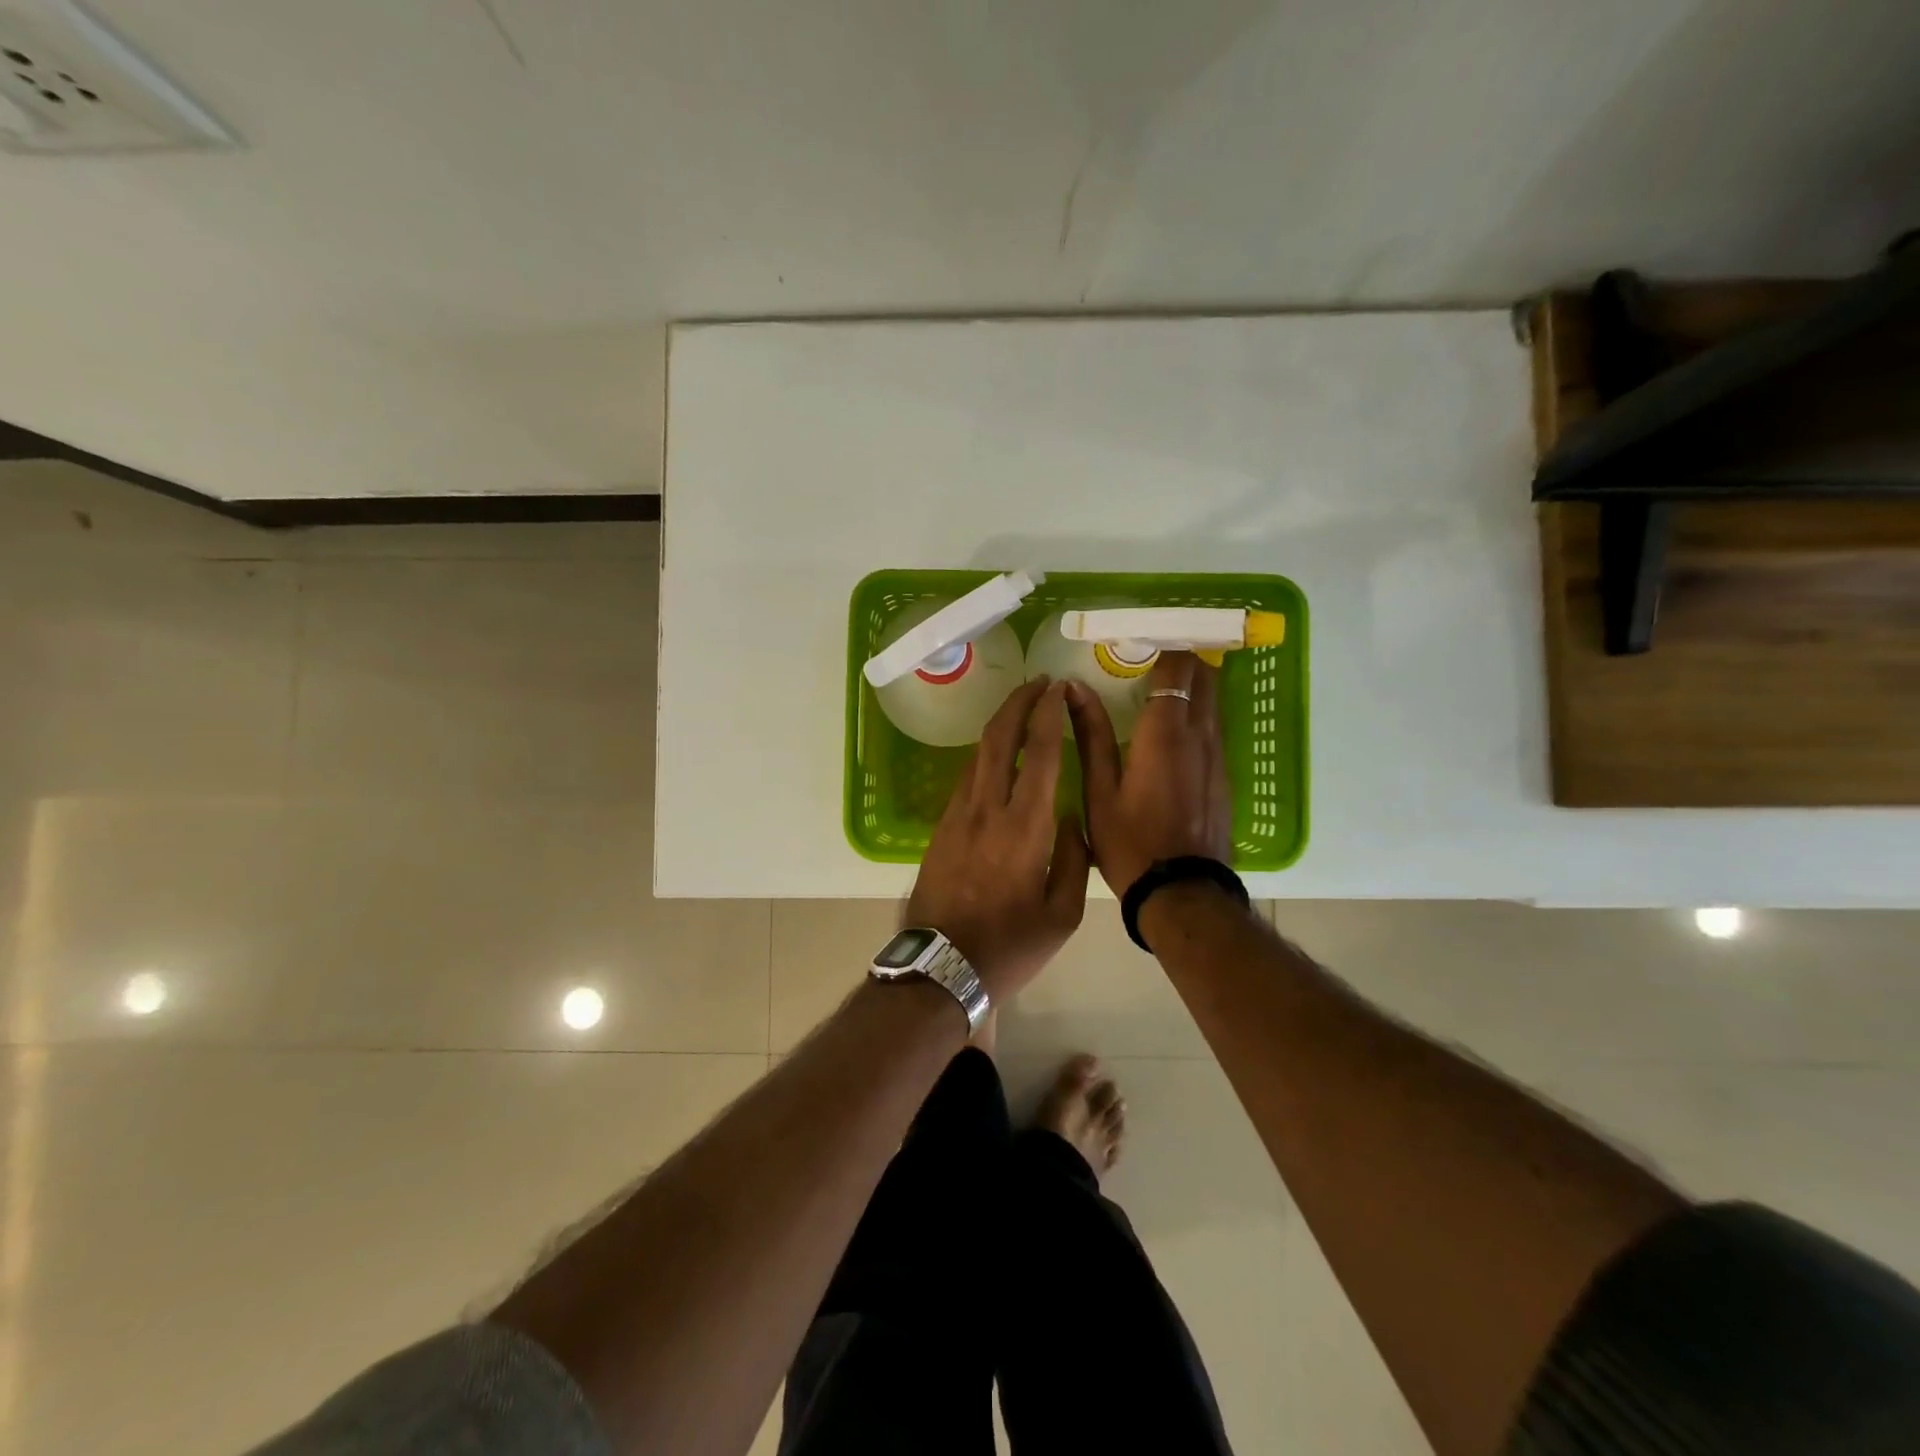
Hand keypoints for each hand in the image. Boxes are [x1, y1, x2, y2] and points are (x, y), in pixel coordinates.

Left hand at [906, 678, 1089, 1001]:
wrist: (940, 968)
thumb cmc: (1010, 946)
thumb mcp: (1063, 914)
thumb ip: (1074, 858)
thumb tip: (1071, 818)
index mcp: (1025, 827)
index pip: (1039, 752)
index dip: (1048, 713)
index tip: (1057, 688)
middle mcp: (988, 809)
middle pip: (999, 738)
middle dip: (1018, 703)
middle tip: (1037, 684)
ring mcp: (958, 816)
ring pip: (978, 755)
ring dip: (999, 725)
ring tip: (1020, 711)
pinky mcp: (940, 828)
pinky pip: (966, 778)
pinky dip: (985, 755)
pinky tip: (997, 757)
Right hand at [1068, 652, 1231, 896]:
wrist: (1183, 893)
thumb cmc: (1130, 842)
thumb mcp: (1099, 790)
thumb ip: (1090, 734)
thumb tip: (1074, 689)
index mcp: (1165, 734)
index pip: (1177, 668)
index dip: (1162, 646)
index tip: (1139, 640)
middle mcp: (1200, 736)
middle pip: (1203, 676)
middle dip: (1181, 658)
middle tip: (1147, 657)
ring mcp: (1218, 756)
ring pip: (1212, 702)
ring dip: (1192, 685)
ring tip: (1158, 685)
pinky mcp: (1224, 776)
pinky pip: (1214, 728)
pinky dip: (1198, 713)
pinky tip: (1173, 728)